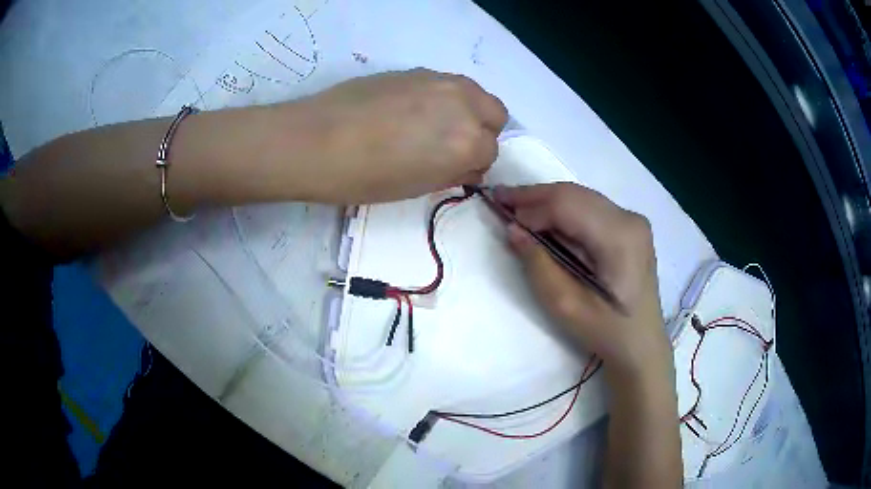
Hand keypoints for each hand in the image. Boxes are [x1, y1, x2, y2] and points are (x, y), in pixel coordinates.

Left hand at [262, 69, 506, 203]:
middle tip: (451, 145)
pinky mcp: (415, 70)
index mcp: (468, 141)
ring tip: (432, 125)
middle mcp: (464, 103)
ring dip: (465, 110)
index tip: (454, 170)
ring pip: (473, 93)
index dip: (474, 164)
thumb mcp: (417, 187)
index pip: (491, 152)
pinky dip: (441, 98)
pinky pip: (445, 84)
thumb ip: (452, 171)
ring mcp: (439, 80)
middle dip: (481, 131)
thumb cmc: (365, 177)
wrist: (315, 141)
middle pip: (495, 114)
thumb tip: (465, 163)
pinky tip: (409, 110)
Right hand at [495, 183, 670, 379]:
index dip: (530, 205)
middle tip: (501, 199)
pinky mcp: (630, 228)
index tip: (499, 210)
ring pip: (581, 197)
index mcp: (619, 236)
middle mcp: (629, 218)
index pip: (566, 205)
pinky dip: (564, 212)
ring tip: (516, 206)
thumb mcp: (565, 305)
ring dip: (548, 201)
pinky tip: (545, 219)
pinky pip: (590, 209)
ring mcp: (633, 221)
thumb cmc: (605, 331)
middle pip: (574, 194)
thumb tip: (512, 228)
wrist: (641, 344)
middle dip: (535, 196)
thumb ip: (537, 263)